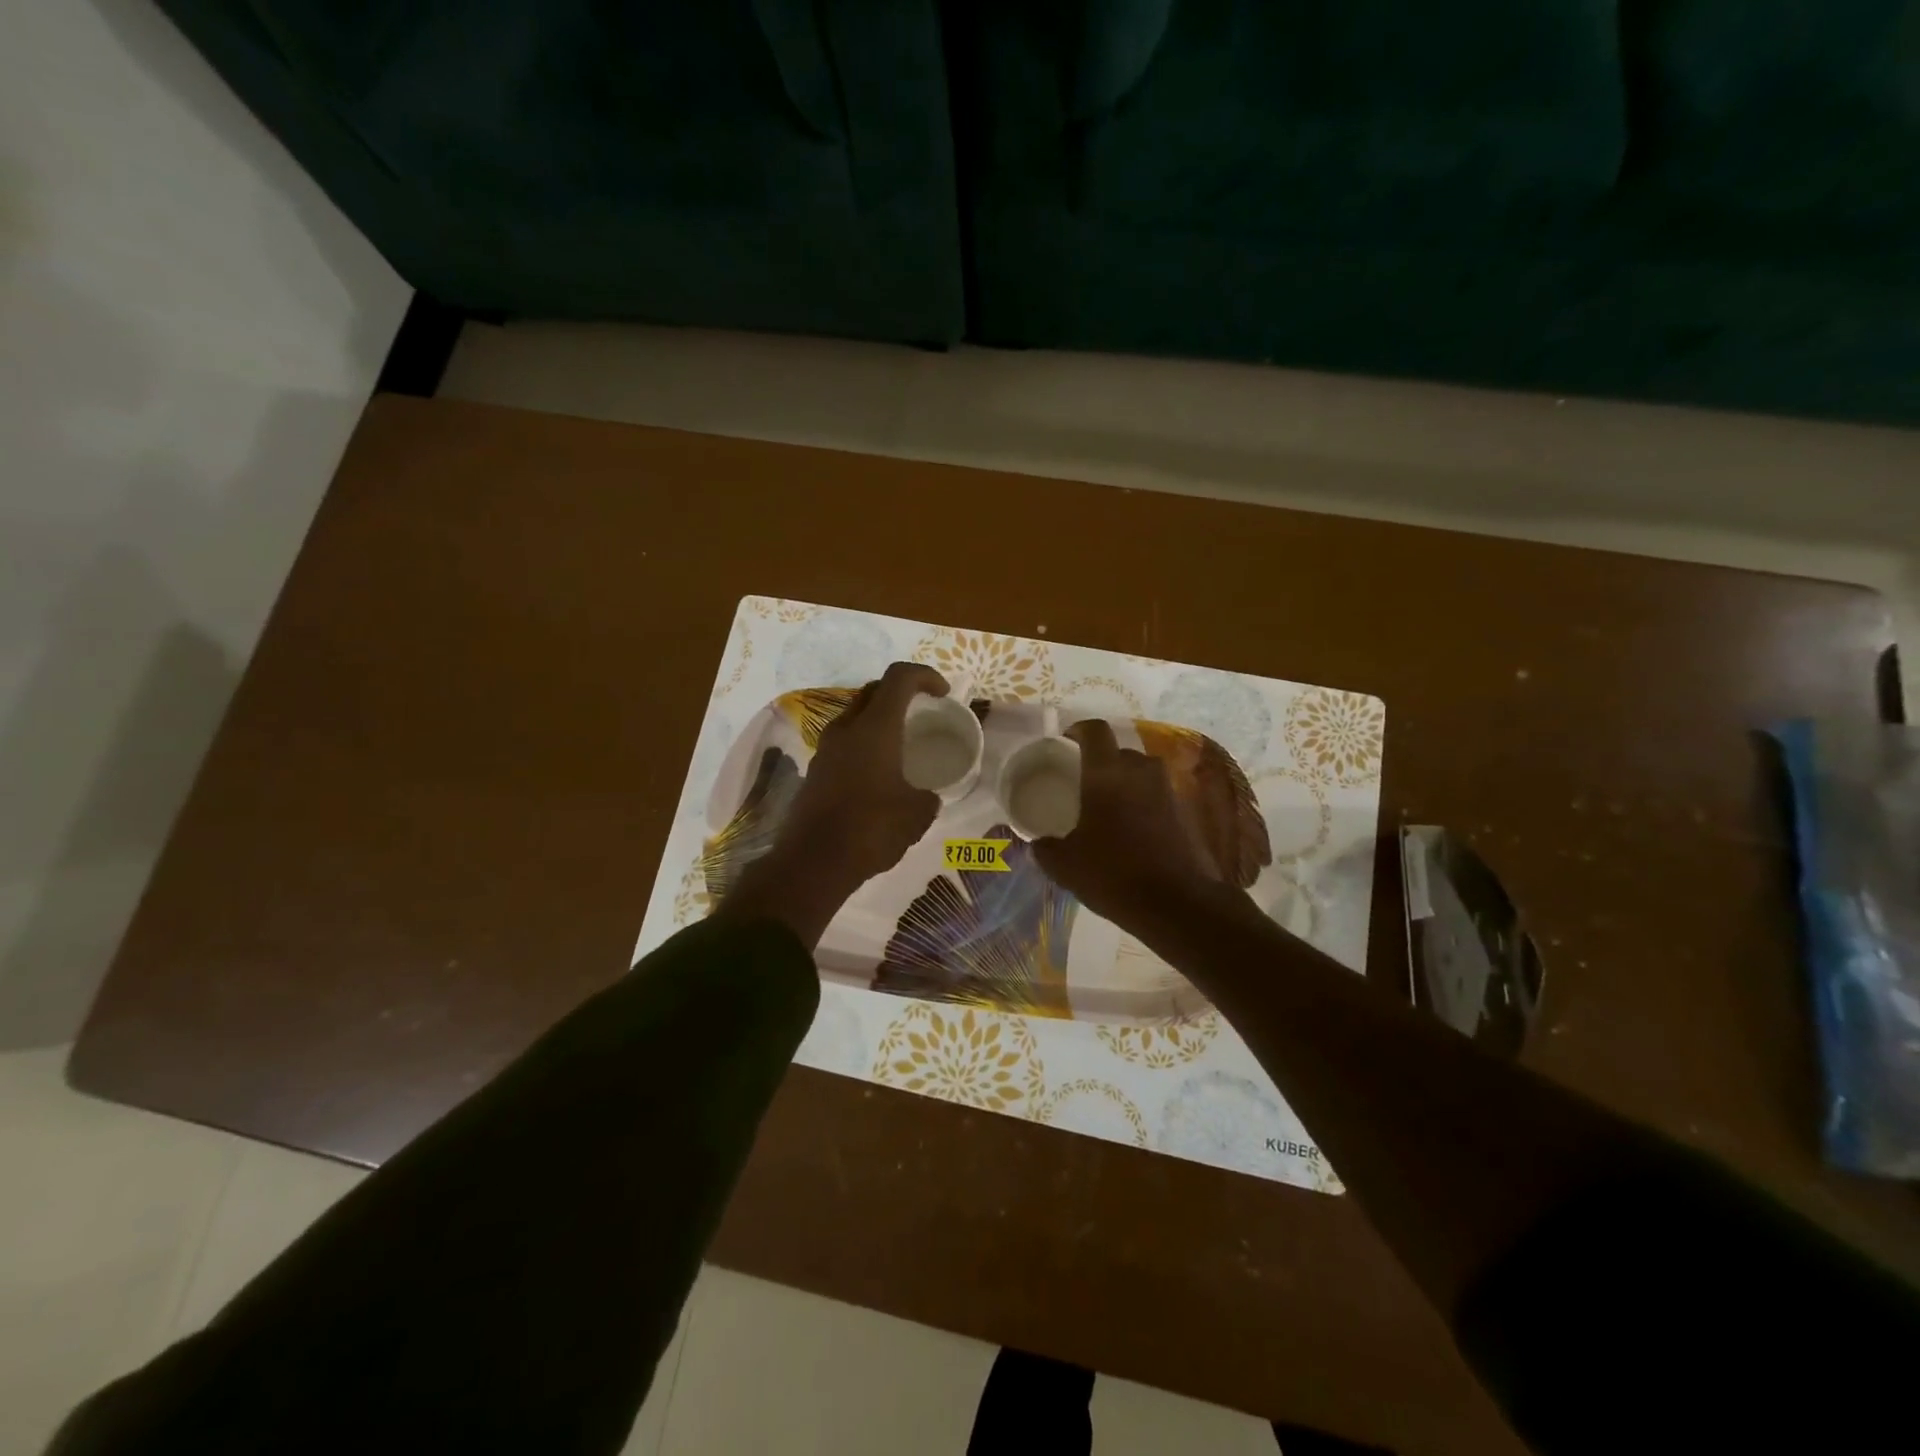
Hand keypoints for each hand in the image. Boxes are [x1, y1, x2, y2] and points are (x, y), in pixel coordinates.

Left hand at [721, 662, 947, 947]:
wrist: (813, 862)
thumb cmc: (871, 829)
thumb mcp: (917, 814)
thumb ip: (928, 796)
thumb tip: (926, 796)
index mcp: (875, 727)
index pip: (900, 677)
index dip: (925, 676)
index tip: (943, 694)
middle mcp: (846, 728)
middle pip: (874, 690)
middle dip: (901, 693)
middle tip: (922, 711)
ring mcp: (825, 749)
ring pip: (855, 716)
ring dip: (879, 719)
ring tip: (902, 743)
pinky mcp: (815, 771)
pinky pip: (844, 742)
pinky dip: (864, 743)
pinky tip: (879, 773)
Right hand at [1032, 720, 1219, 926]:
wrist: (1177, 903)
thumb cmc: (1113, 874)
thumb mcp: (1064, 865)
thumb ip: (1046, 848)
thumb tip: (1039, 843)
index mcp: (1106, 773)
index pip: (1095, 730)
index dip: (1078, 730)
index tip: (1066, 742)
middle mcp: (1140, 772)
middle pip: (1119, 751)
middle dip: (1102, 761)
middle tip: (1085, 783)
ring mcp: (1167, 790)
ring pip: (1141, 773)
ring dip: (1125, 782)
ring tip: (1108, 807)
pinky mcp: (1185, 812)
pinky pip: (1157, 796)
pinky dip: (1143, 804)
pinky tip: (1131, 831)